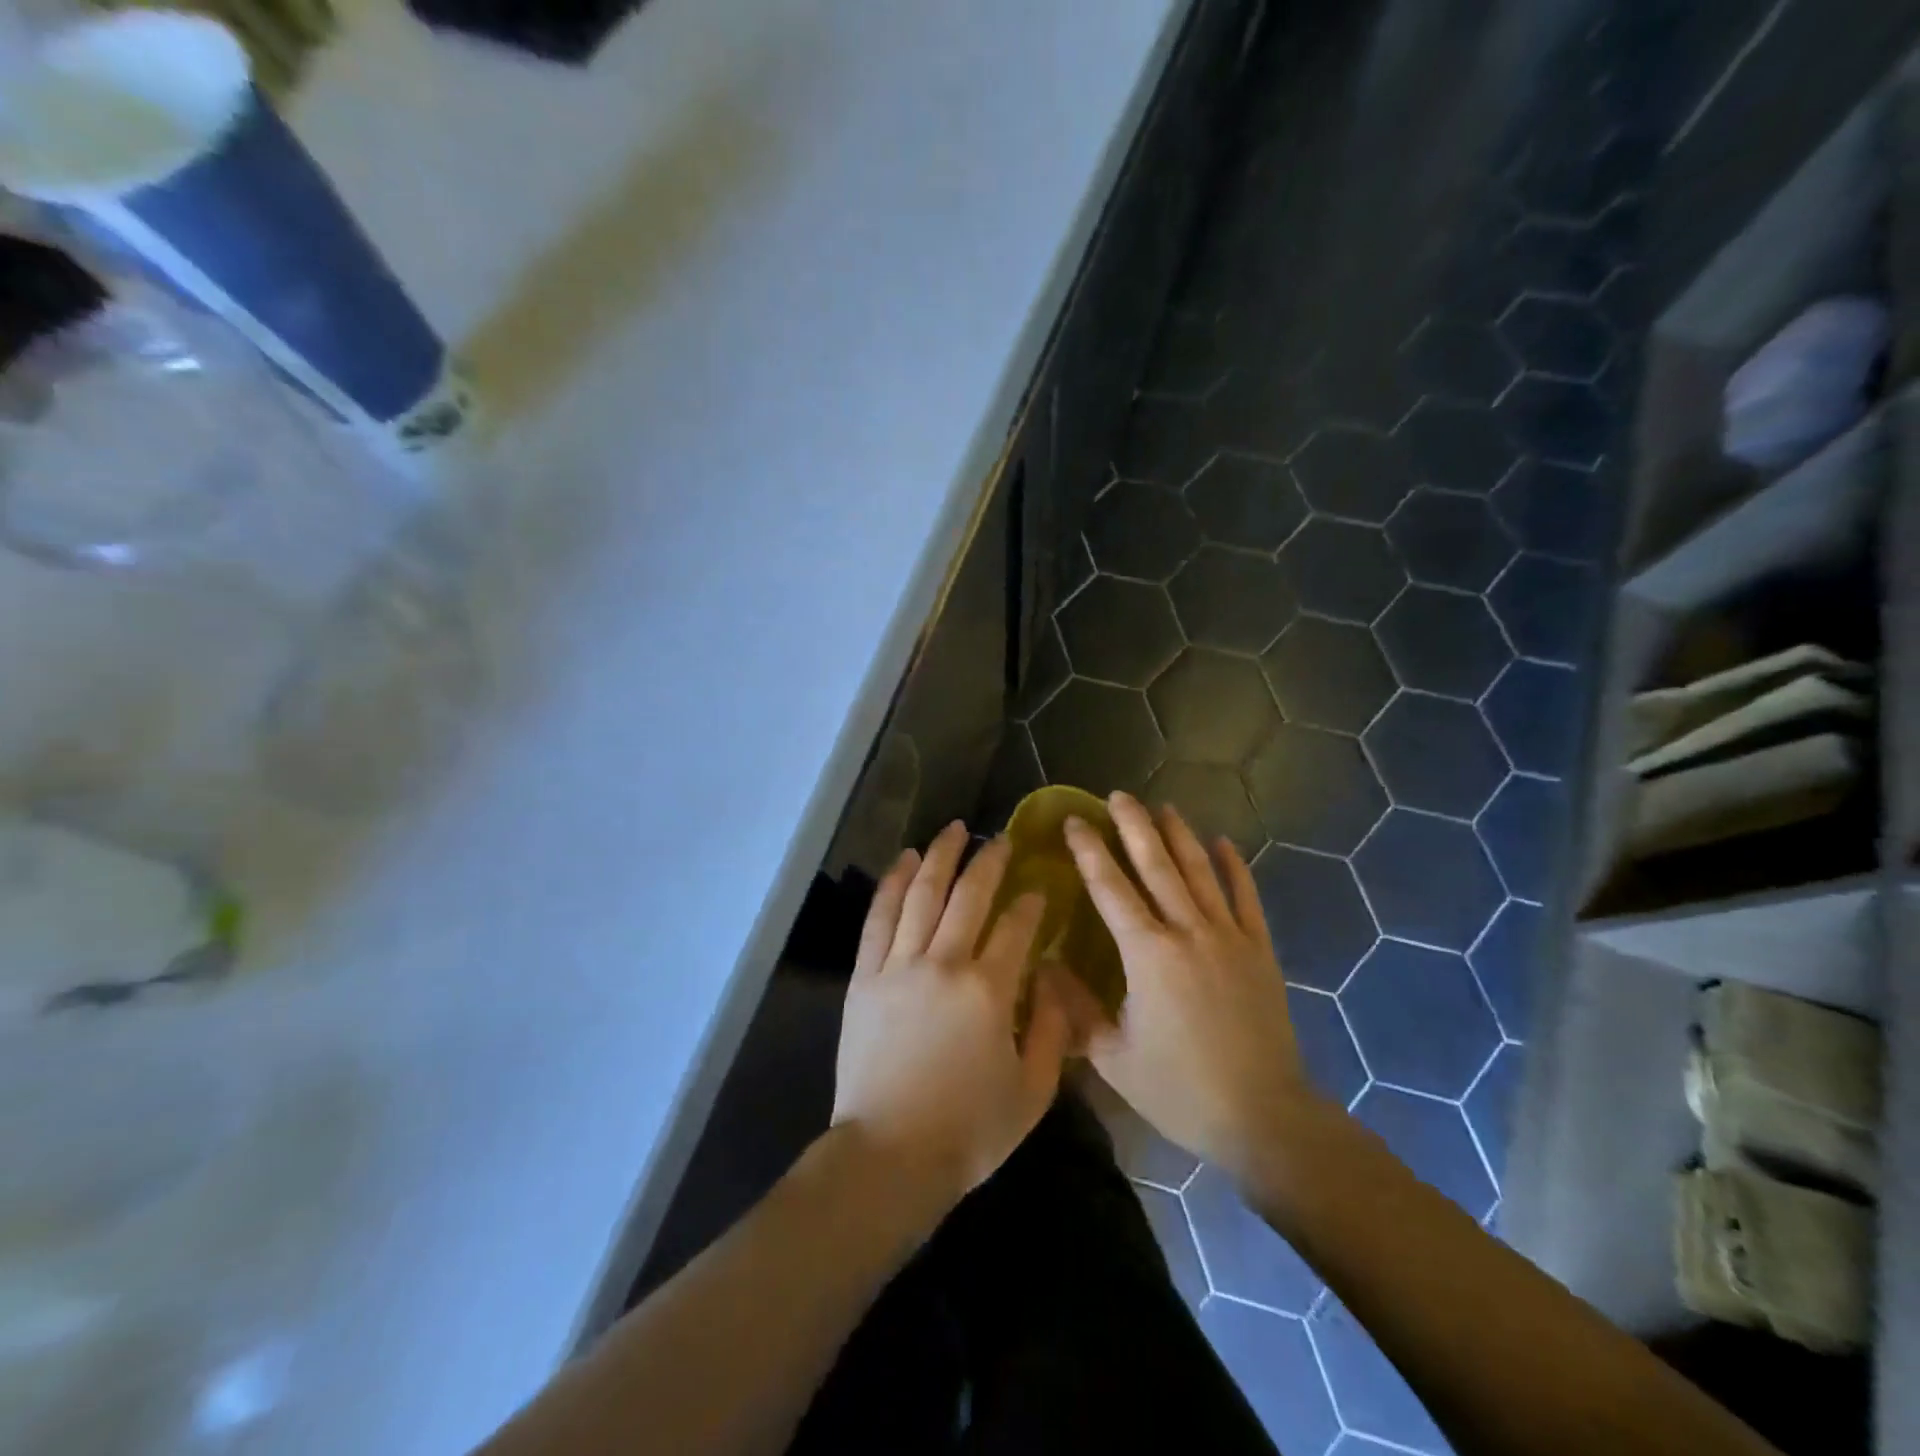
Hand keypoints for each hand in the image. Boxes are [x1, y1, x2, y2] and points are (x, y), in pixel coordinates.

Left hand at [832, 823, 1077, 1215]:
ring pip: (921, 894)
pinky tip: (903, 860)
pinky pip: (879, 918)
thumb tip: (1052, 978)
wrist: (890, 1156)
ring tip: (953, 830)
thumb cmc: (969, 1131)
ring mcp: (899, 965)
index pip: (1016, 927)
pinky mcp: (865, 976)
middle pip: (968, 896)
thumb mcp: (1033, 1091)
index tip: (1039, 888)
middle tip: (1000, 839)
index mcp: (989, 990)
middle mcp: (944, 963)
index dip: (1031, 903)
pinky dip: (891, 883)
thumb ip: (1053, 1030)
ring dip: (940, 857)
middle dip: (988, 861)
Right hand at [1062, 793, 1327, 1185]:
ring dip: (1179, 836)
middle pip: (1156, 865)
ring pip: (1199, 872)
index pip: (1110, 888)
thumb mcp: (1113, 1057)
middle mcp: (1187, 931)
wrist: (1262, 1116)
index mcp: (1147, 954)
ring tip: (1162, 807)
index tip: (1074, 821)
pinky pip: (1246, 897)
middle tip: (1117, 795)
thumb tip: (1043, 966)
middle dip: (1134, 826)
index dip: (1089, 851)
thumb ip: (1075, 1008)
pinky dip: (1234, 867)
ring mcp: (1228, 936)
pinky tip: (1223, 841)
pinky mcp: (1259, 950)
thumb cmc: (1180, 1089)